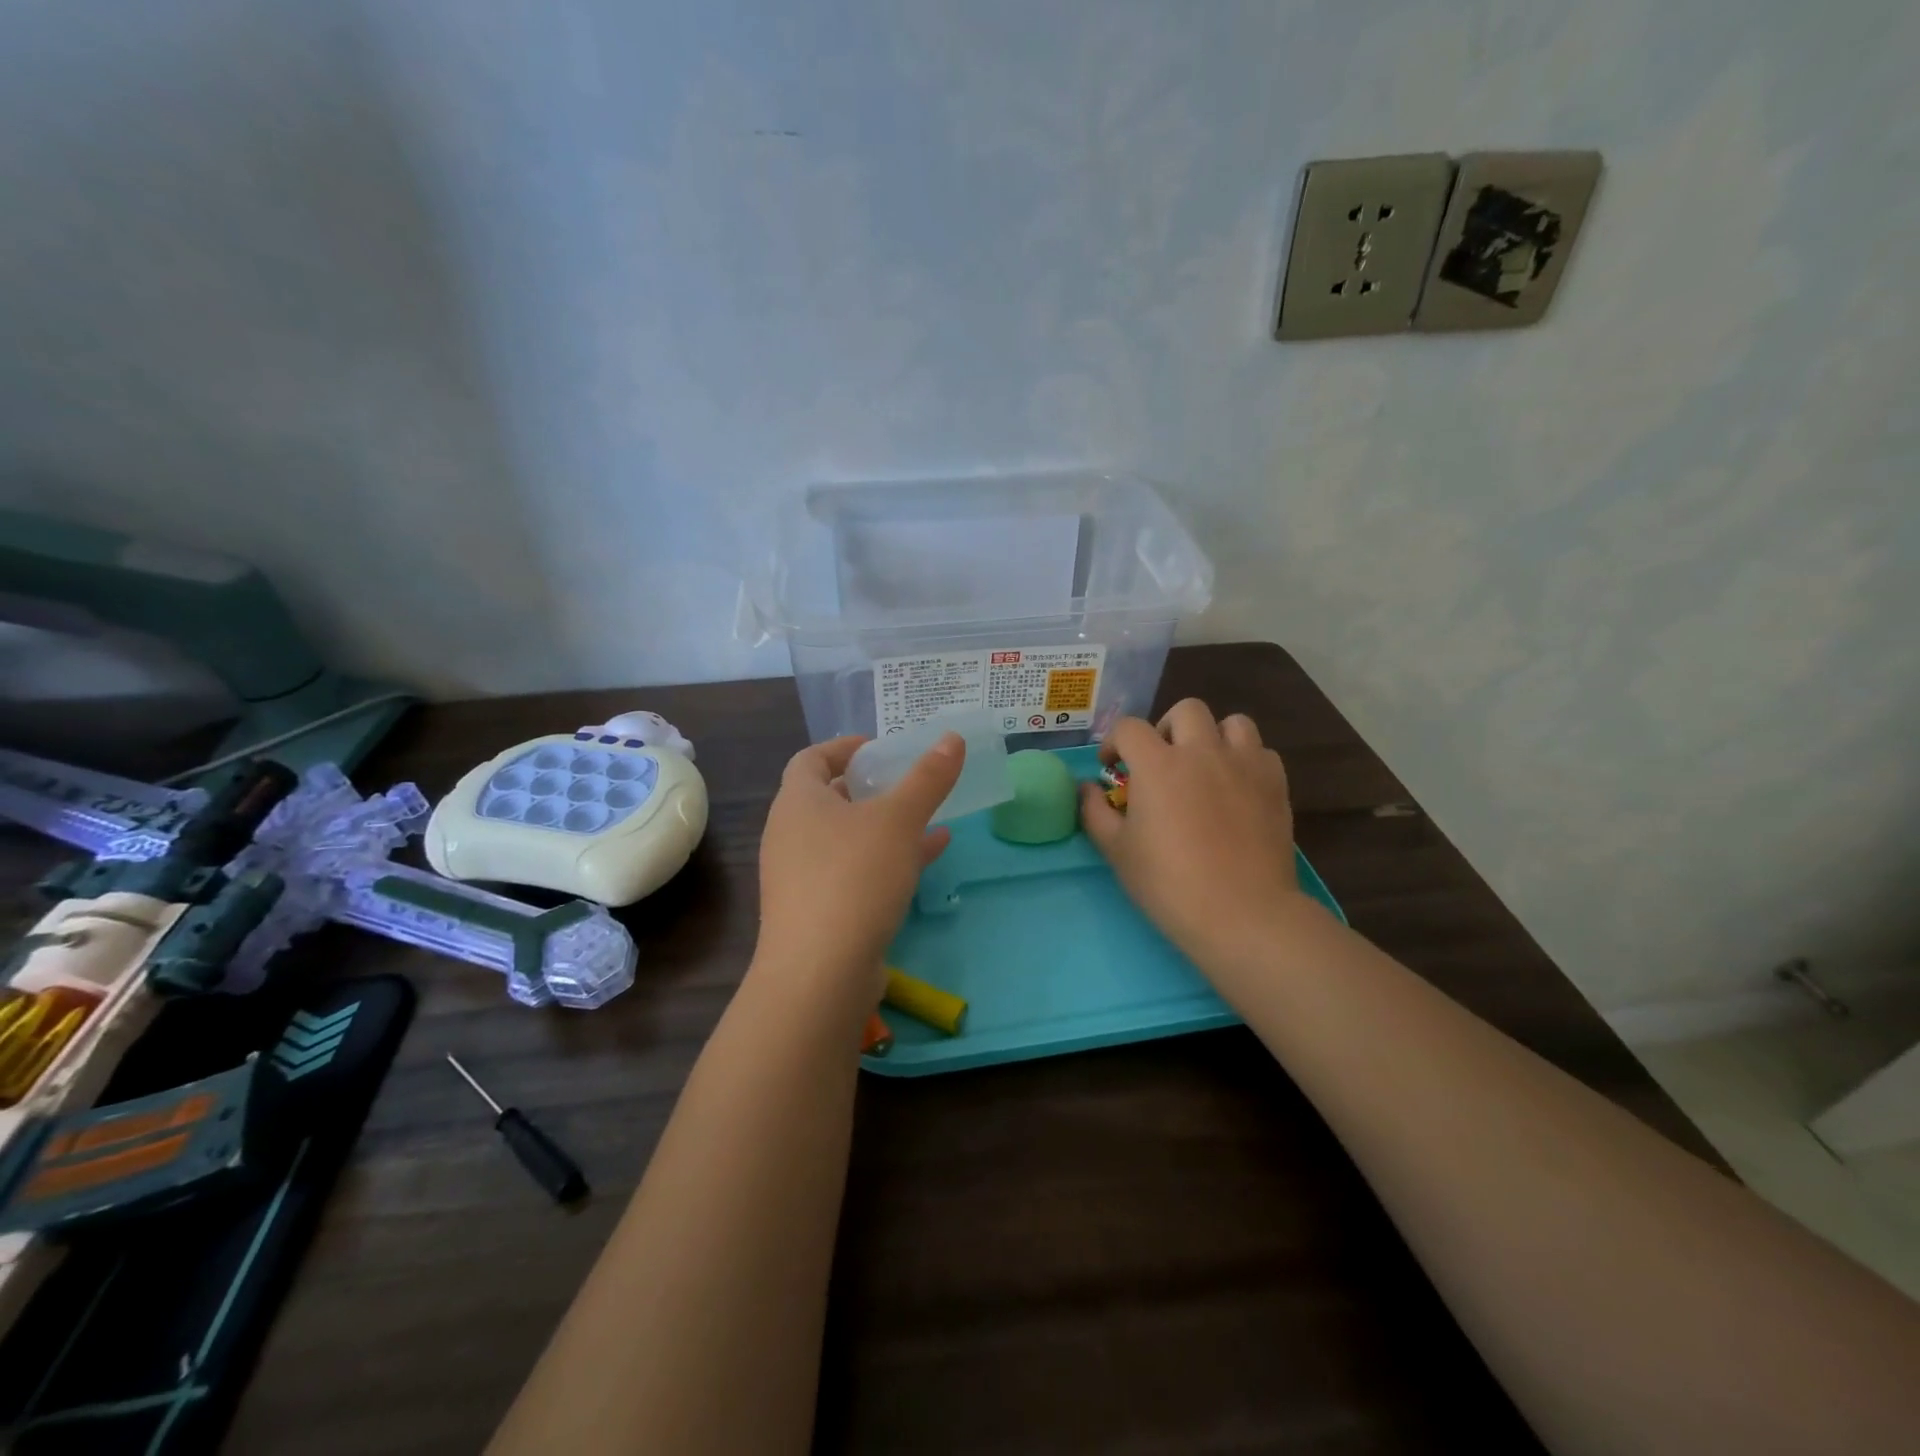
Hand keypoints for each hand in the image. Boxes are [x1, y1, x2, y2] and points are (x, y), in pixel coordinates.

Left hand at [756, 732, 962, 1011]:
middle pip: (829, 799)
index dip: (844, 747)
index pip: (812, 758)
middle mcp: (791, 835)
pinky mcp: (817, 912)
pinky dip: (886, 860)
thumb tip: (952, 738)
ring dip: (885, 826)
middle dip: (870, 788)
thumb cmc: (855, 877)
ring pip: (847, 839)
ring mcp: (801, 877)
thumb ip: (928, 777)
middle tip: (908, 782)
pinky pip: (854, 872)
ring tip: (929, 818)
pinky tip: (927, 860)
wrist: (821, 974)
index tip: (880, 748)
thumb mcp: (899, 819)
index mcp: (798, 802)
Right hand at [1080, 699, 1307, 969]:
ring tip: (1205, 767)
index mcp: (1158, 764)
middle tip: (1161, 763)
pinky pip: (1261, 752)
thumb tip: (1087, 788)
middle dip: (1167, 729)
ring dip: (1213, 736)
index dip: (1114, 743)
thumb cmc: (1169, 884)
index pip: (1129, 728)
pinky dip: (1246, 760)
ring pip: (1233, 722)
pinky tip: (1237, 788)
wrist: (1242, 913)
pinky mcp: (1275, 784)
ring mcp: (1244, 765)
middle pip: (1186, 711)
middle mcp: (1202, 752)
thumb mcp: (1116, 851)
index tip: (1112, 768)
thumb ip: (1094, 812)